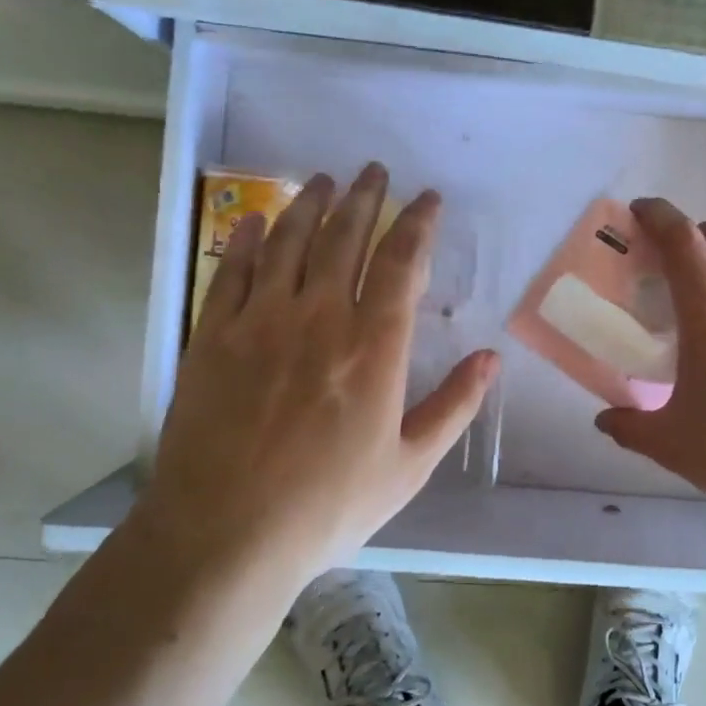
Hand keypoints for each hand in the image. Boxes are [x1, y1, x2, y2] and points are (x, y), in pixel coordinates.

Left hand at [142, 164, 498, 581]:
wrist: (225, 535)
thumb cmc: (328, 505)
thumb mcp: (409, 466)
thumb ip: (454, 406)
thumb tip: (491, 358)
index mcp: (375, 346)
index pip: (402, 262)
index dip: (418, 222)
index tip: (427, 198)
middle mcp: (320, 317)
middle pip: (346, 238)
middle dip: (364, 197)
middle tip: (373, 170)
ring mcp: (261, 322)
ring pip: (291, 243)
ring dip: (311, 205)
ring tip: (323, 180)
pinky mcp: (214, 336)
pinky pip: (233, 271)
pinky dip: (249, 240)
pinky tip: (259, 221)